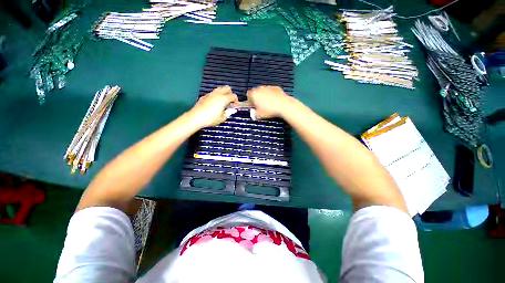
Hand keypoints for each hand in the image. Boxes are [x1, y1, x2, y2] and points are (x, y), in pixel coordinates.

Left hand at [189, 86, 237, 127]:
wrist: (196, 117)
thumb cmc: (211, 118)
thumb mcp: (222, 118)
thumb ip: (228, 113)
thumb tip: (231, 110)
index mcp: (224, 99)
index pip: (233, 96)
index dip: (236, 100)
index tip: (235, 105)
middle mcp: (218, 94)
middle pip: (227, 88)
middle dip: (230, 93)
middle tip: (230, 101)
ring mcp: (210, 94)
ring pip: (219, 89)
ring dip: (223, 93)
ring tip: (222, 102)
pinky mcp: (204, 96)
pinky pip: (212, 93)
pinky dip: (216, 96)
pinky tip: (214, 103)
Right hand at [246, 86, 291, 118]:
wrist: (283, 105)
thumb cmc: (271, 110)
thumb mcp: (259, 115)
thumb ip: (254, 113)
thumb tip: (253, 113)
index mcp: (254, 94)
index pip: (248, 94)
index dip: (250, 100)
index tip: (252, 104)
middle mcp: (260, 89)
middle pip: (256, 92)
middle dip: (257, 97)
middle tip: (260, 105)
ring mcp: (268, 87)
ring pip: (264, 91)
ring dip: (264, 96)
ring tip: (268, 104)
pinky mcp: (276, 88)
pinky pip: (271, 91)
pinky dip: (271, 94)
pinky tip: (274, 101)